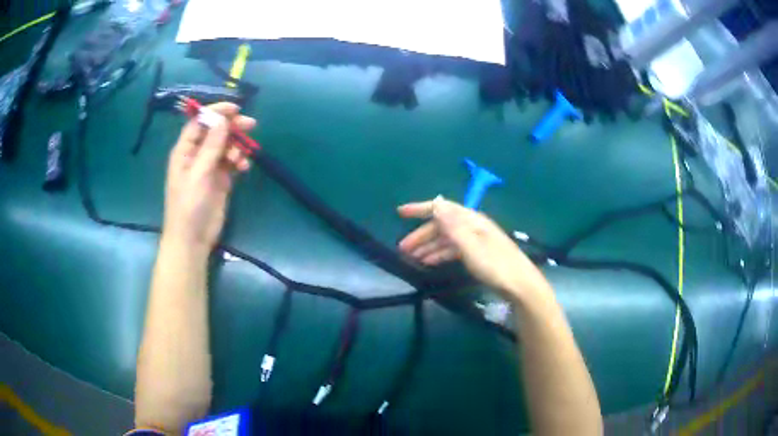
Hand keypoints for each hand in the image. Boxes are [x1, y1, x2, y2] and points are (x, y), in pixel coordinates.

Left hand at [163, 103, 255, 251]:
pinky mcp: (221, 179)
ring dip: (237, 147)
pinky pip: (232, 162)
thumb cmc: (189, 206)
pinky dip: (239, 161)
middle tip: (250, 125)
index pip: (200, 123)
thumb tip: (222, 120)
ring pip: (226, 146)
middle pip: (216, 132)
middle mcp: (197, 155)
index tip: (235, 109)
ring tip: (242, 158)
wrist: (192, 239)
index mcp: (185, 150)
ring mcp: (209, 167)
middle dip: (232, 127)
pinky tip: (244, 167)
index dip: (216, 112)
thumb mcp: (199, 174)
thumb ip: (211, 146)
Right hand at [398, 196, 549, 300]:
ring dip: (429, 246)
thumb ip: (453, 226)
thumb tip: (436, 203)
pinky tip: (430, 262)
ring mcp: (475, 240)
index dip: (420, 209)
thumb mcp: (471, 246)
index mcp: (471, 220)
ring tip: (412, 258)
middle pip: (442, 225)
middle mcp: (472, 226)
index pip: (441, 208)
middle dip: (421, 235)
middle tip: (403, 249)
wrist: (519, 284)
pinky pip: (453, 249)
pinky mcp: (477, 254)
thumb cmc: (495, 265)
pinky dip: (440, 254)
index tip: (400, 213)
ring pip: (446, 239)